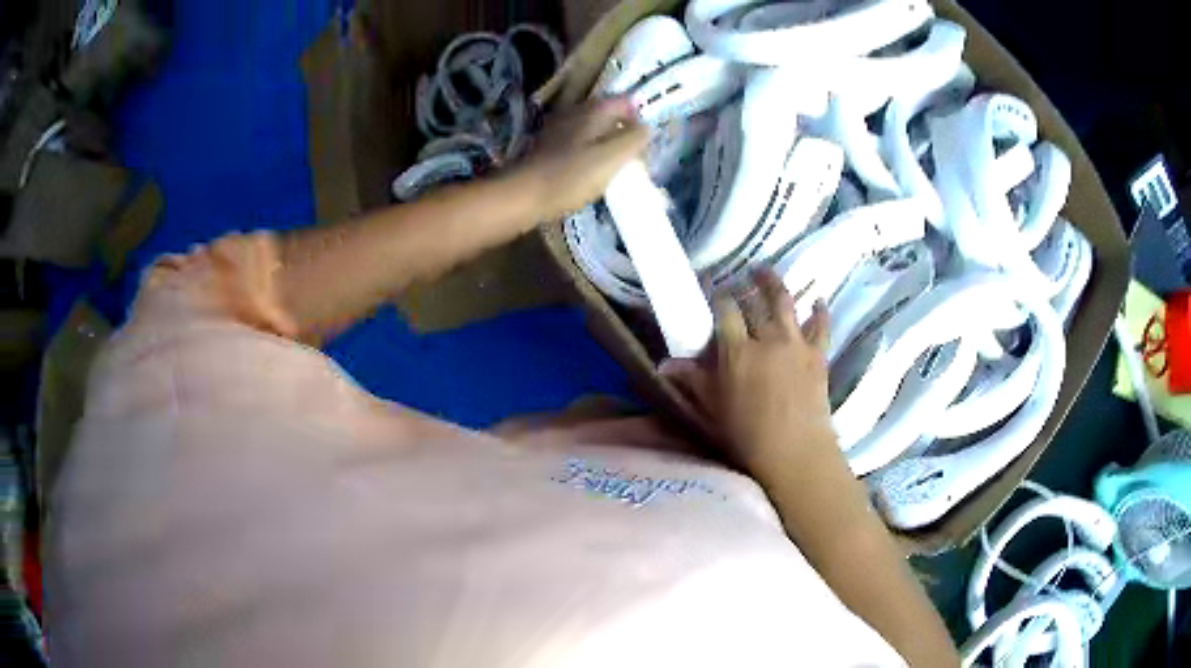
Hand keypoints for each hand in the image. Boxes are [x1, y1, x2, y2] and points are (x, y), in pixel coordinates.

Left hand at [512, 98, 648, 220]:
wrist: (523, 195)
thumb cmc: (571, 176)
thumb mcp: (612, 158)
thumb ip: (633, 139)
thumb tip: (647, 128)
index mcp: (592, 111)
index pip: (624, 101)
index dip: (639, 118)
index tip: (645, 142)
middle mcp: (574, 113)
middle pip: (606, 114)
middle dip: (622, 129)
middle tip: (633, 154)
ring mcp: (558, 129)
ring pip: (591, 128)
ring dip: (605, 142)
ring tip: (615, 165)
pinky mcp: (547, 148)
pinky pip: (577, 143)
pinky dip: (588, 152)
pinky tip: (590, 171)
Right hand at [663, 270, 838, 472]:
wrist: (794, 450)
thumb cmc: (747, 434)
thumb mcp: (712, 408)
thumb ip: (693, 381)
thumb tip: (664, 364)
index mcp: (737, 351)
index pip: (725, 311)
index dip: (717, 294)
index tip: (712, 285)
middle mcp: (767, 338)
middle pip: (756, 300)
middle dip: (747, 284)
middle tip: (742, 274)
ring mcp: (795, 343)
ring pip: (785, 303)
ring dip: (775, 284)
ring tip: (767, 273)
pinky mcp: (818, 354)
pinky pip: (820, 326)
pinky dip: (819, 311)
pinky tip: (818, 300)